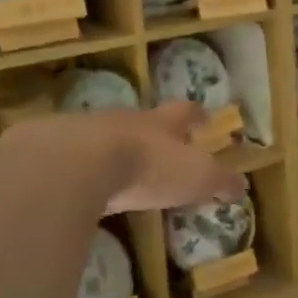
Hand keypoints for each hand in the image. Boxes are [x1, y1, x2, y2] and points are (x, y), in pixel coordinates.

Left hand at [63, 103, 245, 213]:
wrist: (78, 164)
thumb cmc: (148, 167)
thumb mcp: (196, 177)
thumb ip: (219, 181)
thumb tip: (241, 186)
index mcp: (162, 124)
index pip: (185, 112)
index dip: (196, 114)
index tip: (204, 115)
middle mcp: (126, 120)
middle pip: (144, 120)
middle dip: (154, 131)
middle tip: (161, 143)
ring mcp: (88, 132)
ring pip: (108, 135)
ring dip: (117, 148)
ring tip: (121, 167)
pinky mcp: (56, 151)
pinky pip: (77, 157)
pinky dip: (85, 169)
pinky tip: (85, 185)